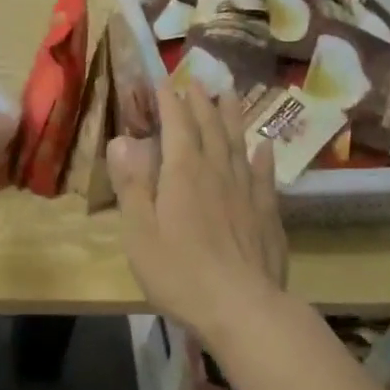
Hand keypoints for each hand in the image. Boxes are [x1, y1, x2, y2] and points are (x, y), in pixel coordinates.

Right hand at [107, 87, 287, 334]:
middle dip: (200, 102)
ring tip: (231, 95)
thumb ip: (132, 184)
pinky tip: (264, 147)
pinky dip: (262, 156)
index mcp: (183, 172)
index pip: (176, 125)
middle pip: (210, 127)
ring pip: (238, 143)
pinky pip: (265, 175)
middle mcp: (217, 171)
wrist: (242, 307)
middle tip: (197, 81)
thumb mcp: (140, 231)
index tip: (164, 82)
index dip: (169, 102)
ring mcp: (247, 191)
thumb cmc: (180, 272)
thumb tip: (122, 140)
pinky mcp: (267, 213)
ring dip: (233, 117)